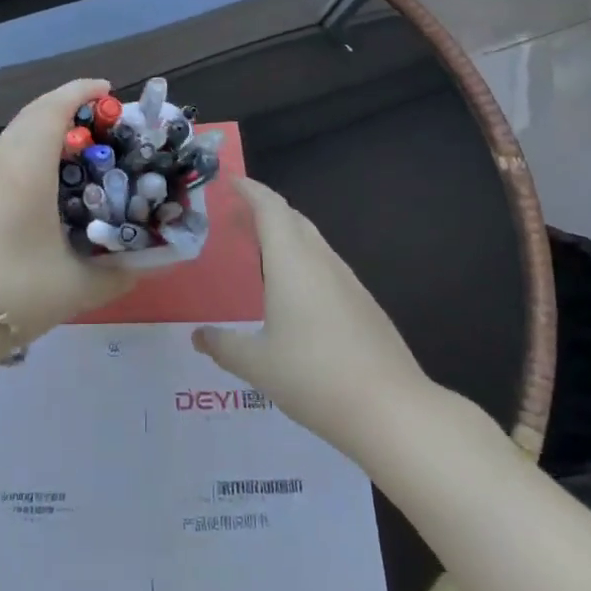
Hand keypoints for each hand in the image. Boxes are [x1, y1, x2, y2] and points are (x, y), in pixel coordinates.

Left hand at [0, 78, 134, 343]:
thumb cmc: (16, 290)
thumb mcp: (78, 285)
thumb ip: (122, 272)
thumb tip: (158, 262)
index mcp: (27, 164)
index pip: (54, 107)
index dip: (82, 91)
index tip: (109, 90)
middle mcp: (0, 160)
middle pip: (33, 114)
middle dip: (68, 108)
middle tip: (103, 123)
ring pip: (15, 134)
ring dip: (46, 130)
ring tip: (80, 150)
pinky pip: (5, 156)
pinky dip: (30, 151)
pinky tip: (48, 183)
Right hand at [193, 178, 436, 460]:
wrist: (392, 410)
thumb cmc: (314, 377)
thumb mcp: (258, 365)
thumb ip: (224, 346)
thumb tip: (197, 336)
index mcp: (291, 261)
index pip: (269, 207)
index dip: (249, 189)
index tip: (229, 181)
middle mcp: (320, 260)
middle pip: (291, 218)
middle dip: (263, 209)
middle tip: (235, 217)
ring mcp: (347, 281)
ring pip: (311, 241)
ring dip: (284, 234)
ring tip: (259, 250)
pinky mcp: (364, 304)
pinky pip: (326, 265)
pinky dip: (302, 260)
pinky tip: (294, 292)